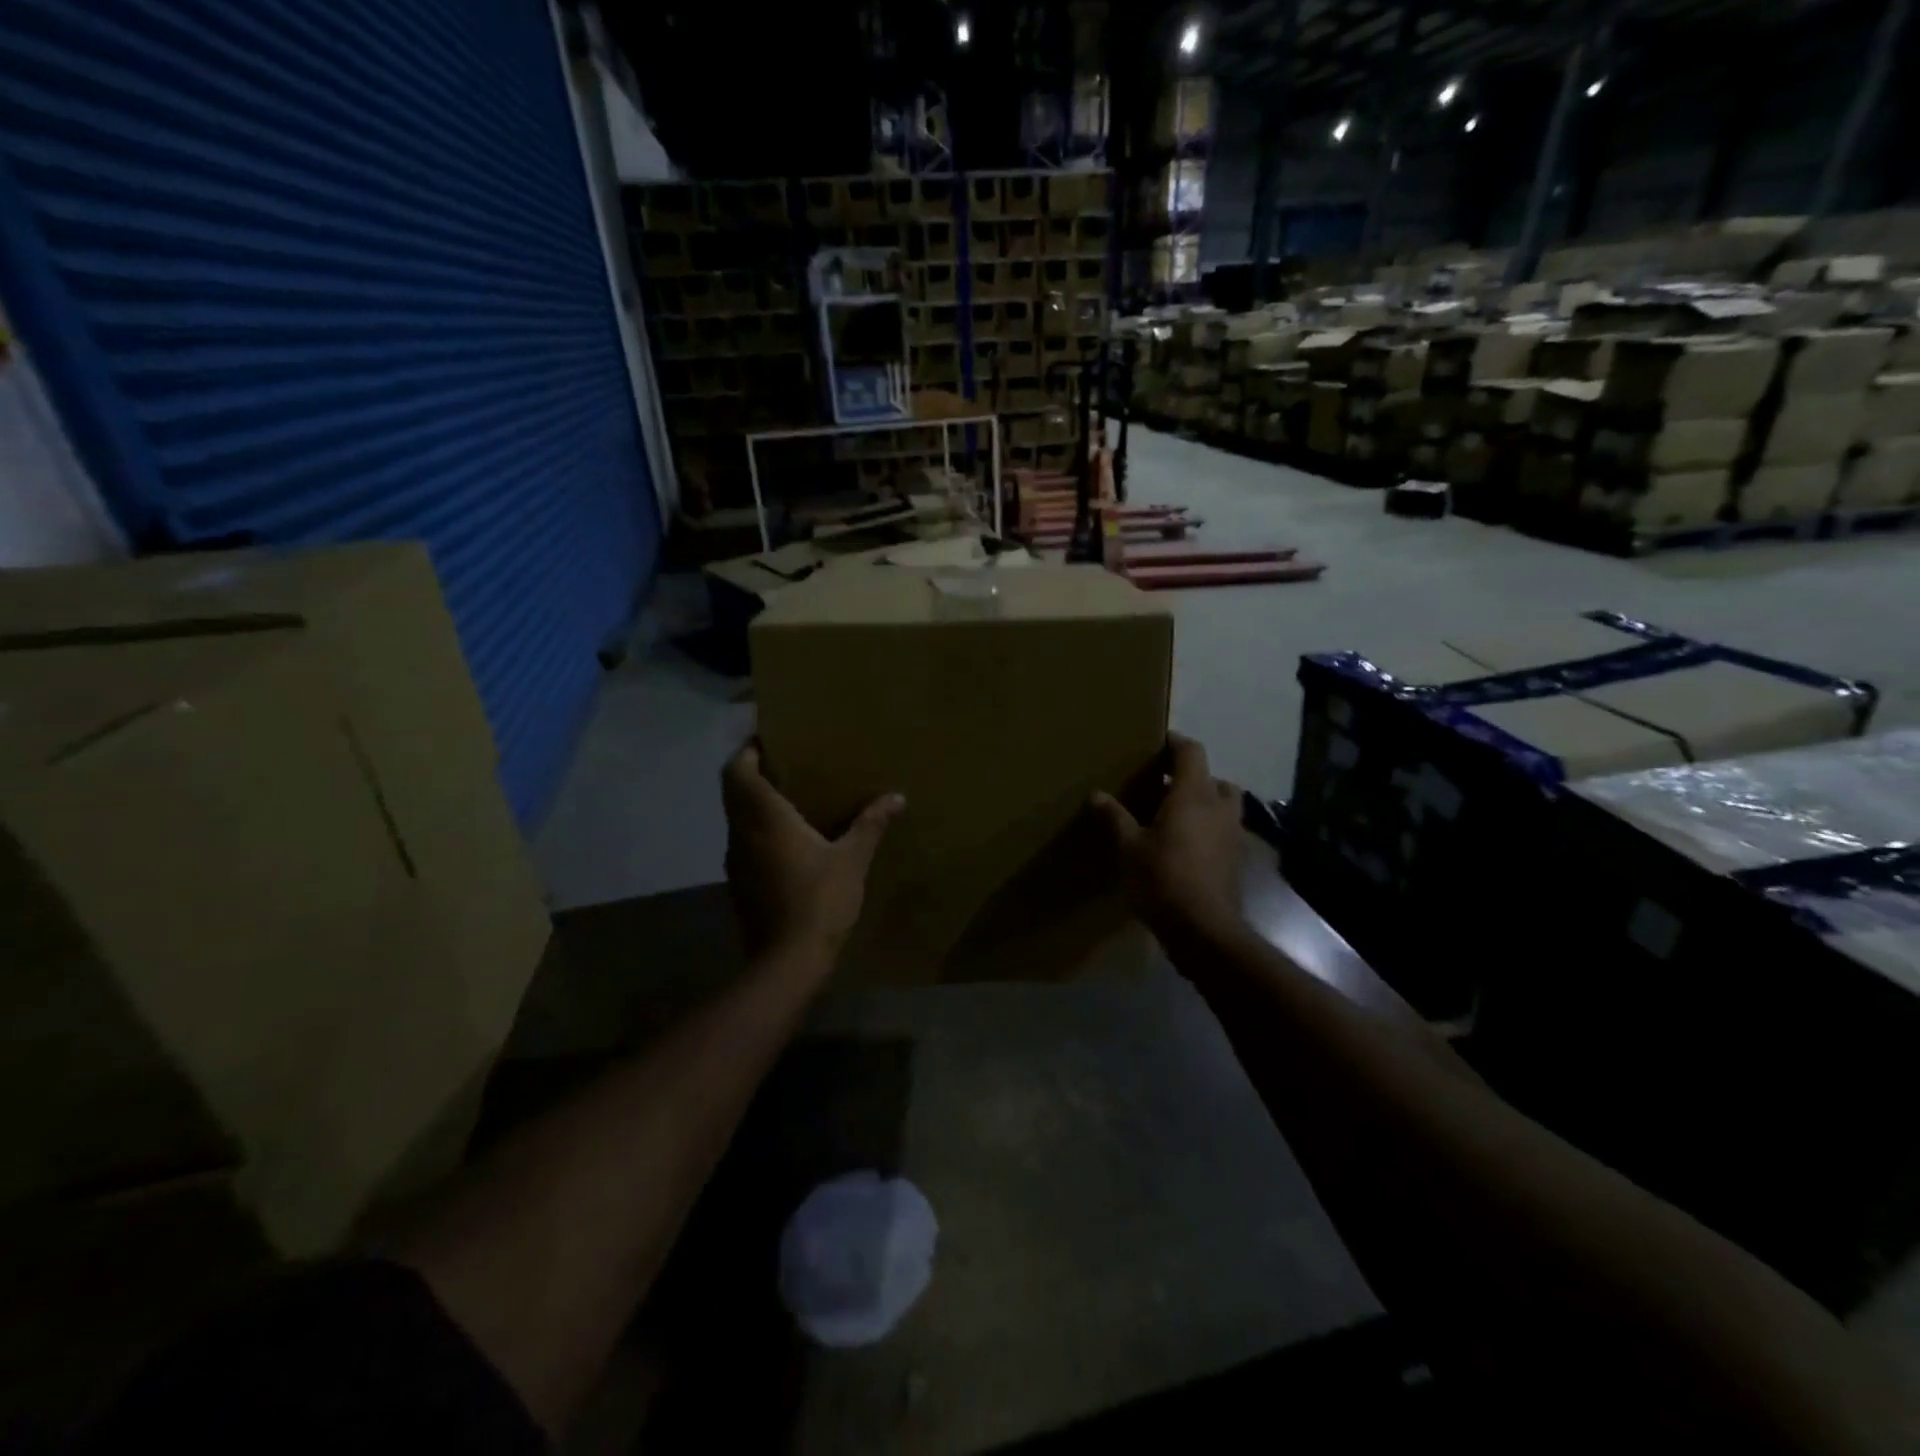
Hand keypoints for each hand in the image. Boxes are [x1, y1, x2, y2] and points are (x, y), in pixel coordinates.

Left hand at [722, 740, 904, 959]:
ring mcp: (735, 861)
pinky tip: (786, 840)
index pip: (738, 771)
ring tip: (788, 797)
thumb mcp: (852, 859)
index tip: (769, 740)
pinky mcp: (738, 884)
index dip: (747, 751)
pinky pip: (742, 842)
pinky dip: (756, 830)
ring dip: (753, 803)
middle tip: (784, 764)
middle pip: (732, 791)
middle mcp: (741, 833)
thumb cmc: (819, 900)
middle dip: (751, 772)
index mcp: (765, 818)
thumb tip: (896, 797)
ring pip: (735, 818)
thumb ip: (870, 824)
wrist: (787, 961)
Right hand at [1090, 733, 1245, 941]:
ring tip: (1176, 815)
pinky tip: (1186, 846)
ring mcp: (1233, 834)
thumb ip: (1115, 817)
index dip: (1175, 742)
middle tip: (1165, 785)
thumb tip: (1096, 794)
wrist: (1203, 929)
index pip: (1192, 752)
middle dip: (1192, 776)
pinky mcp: (1236, 859)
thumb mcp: (1129, 847)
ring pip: (1224, 804)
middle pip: (1213, 777)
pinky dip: (1209, 828)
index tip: (1157, 742)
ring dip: (1205, 802)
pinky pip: (1224, 830)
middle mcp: (1219, 807)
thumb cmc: (1163, 879)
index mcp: (1193, 795)